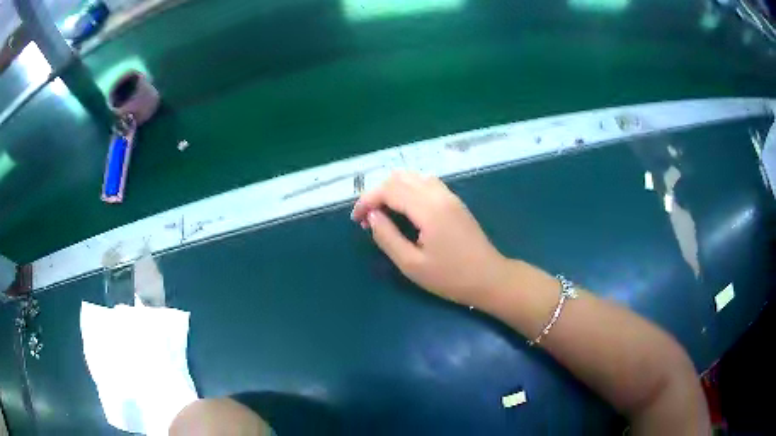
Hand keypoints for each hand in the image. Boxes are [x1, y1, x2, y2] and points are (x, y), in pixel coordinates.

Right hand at [351, 171, 508, 305]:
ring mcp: (449, 195)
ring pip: (413, 176)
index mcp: (428, 209)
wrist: (490, 278)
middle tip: (368, 218)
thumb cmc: (450, 277)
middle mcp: (439, 194)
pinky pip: (426, 183)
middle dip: (378, 193)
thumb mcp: (412, 264)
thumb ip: (387, 237)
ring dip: (393, 189)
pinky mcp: (454, 201)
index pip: (389, 189)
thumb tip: (372, 217)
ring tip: (383, 213)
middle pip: (399, 177)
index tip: (356, 219)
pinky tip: (404, 209)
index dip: (367, 200)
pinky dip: (408, 189)